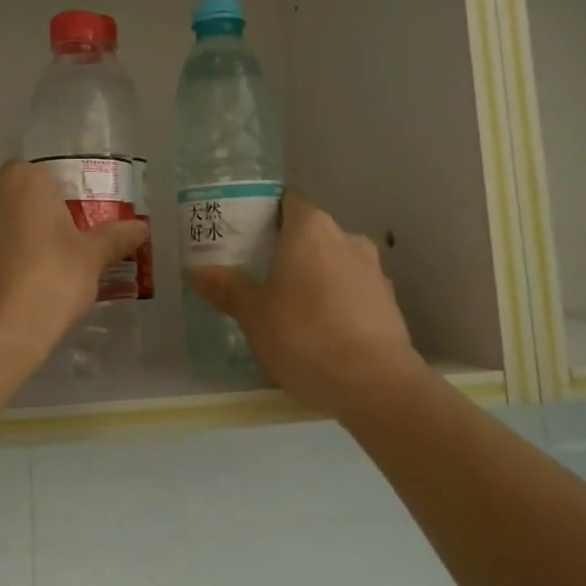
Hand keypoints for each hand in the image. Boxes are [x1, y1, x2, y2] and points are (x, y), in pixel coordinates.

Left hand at [0, 161, 147, 363]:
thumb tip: (141, 227)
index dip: (56, 200)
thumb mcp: (91, 261)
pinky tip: (0, 294)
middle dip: (24, 215)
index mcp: (24, 181)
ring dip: (0, 239)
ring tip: (23, 276)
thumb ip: (114, 238)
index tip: (69, 229)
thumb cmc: (49, 282)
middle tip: (48, 250)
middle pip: (8, 196)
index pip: (41, 176)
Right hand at [189, 192, 426, 418]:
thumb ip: (226, 287)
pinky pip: (353, 291)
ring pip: (334, 262)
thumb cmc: (305, 335)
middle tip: (257, 273)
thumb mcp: (253, 314)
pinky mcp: (389, 303)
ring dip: (313, 277)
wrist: (375, 384)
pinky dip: (336, 302)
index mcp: (311, 229)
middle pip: (310, 232)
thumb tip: (196, 270)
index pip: (286, 201)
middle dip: (286, 249)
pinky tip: (320, 331)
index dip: (264, 212)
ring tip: (288, 307)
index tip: (243, 233)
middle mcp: (346, 238)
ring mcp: (373, 270)